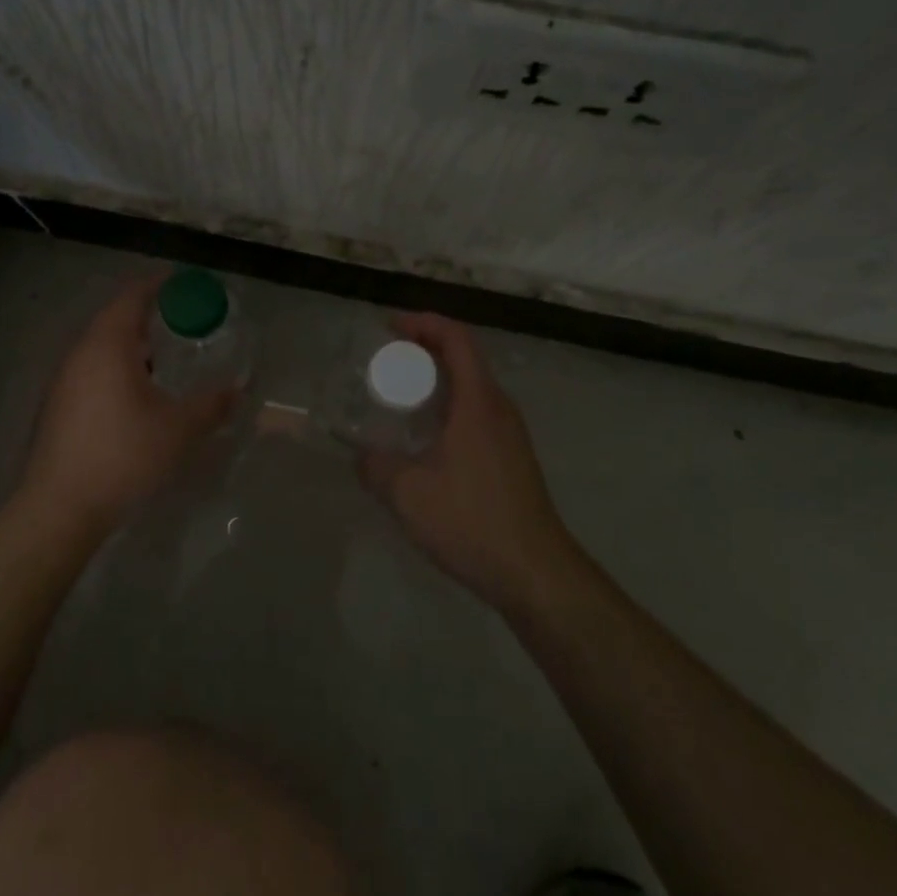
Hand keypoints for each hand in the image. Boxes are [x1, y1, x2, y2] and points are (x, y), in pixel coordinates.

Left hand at [18, 274, 237, 533]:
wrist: (60, 508)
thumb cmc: (124, 455)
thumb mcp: (180, 429)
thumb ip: (212, 404)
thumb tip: (238, 390)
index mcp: (108, 345)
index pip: (132, 296)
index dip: (158, 285)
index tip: (183, 283)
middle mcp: (81, 354)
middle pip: (115, 319)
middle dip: (148, 316)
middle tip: (182, 322)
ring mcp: (64, 381)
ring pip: (102, 348)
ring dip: (132, 346)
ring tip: (165, 359)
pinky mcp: (58, 407)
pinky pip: (93, 371)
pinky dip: (118, 369)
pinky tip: (138, 396)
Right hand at [359, 314, 572, 607]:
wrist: (535, 572)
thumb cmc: (471, 521)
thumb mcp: (408, 494)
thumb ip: (375, 467)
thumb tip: (361, 457)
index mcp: (479, 401)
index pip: (455, 337)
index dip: (422, 323)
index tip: (388, 328)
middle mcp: (499, 407)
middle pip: (463, 357)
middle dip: (423, 350)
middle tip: (384, 362)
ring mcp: (510, 433)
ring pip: (471, 388)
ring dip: (436, 381)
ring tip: (398, 396)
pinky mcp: (512, 457)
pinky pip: (476, 413)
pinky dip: (448, 407)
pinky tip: (424, 439)